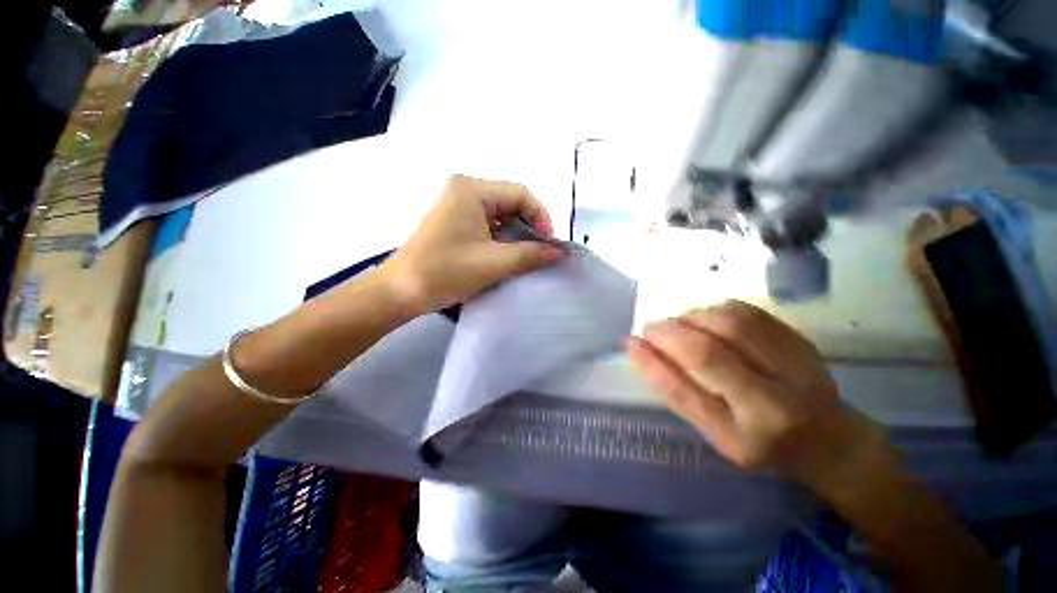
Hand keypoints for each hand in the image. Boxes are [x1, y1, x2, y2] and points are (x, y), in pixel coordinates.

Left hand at [378, 175, 564, 314]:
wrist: (400, 292)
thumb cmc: (446, 271)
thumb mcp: (494, 263)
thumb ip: (531, 255)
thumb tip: (560, 252)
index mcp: (472, 189)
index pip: (521, 193)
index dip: (541, 217)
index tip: (549, 244)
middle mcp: (464, 191)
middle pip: (510, 203)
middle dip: (529, 228)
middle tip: (539, 253)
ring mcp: (456, 207)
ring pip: (500, 216)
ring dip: (516, 236)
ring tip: (525, 258)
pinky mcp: (453, 223)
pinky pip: (487, 226)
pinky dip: (501, 240)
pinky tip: (506, 257)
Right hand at [627, 301, 880, 484]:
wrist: (830, 440)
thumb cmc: (762, 443)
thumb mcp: (715, 433)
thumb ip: (678, 391)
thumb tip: (639, 350)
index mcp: (746, 434)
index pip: (686, 392)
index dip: (652, 362)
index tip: (629, 341)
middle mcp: (775, 401)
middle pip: (709, 351)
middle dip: (669, 333)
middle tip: (652, 329)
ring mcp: (795, 366)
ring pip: (729, 324)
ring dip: (691, 318)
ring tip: (679, 325)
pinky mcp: (801, 340)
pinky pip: (749, 312)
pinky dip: (716, 309)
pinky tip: (706, 319)